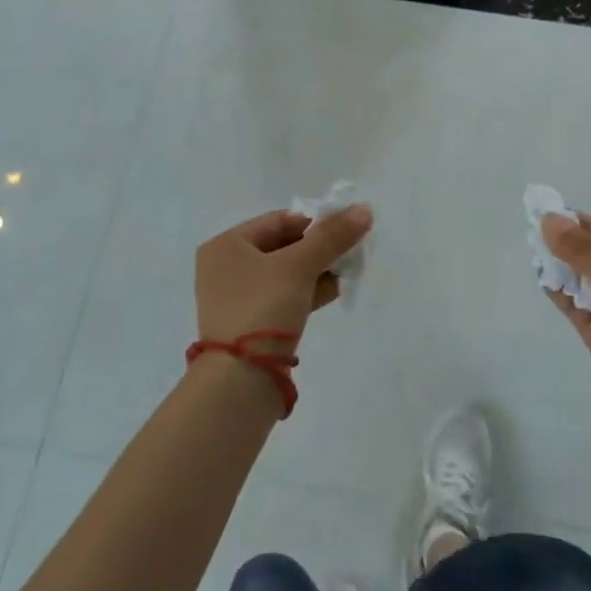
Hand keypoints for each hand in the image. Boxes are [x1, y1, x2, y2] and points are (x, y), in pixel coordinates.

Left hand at [194, 205, 373, 345]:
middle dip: (319, 248)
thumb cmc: (263, 307)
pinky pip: (283, 297)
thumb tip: (364, 210)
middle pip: (283, 246)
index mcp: (227, 245)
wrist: (240, 380)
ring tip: (348, 270)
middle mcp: (226, 268)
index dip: (314, 222)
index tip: (345, 230)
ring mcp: (237, 298)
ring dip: (317, 270)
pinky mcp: (250, 324)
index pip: (279, 220)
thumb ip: (332, 237)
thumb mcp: (300, 266)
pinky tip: (334, 290)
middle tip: (350, 251)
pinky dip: (307, 291)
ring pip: (285, 274)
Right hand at [542, 213, 590, 429]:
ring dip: (568, 271)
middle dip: (575, 248)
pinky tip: (544, 281)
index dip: (589, 227)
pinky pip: (586, 311)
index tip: (555, 213)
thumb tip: (549, 220)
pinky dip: (567, 297)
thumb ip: (585, 251)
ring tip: (536, 253)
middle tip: (538, 231)